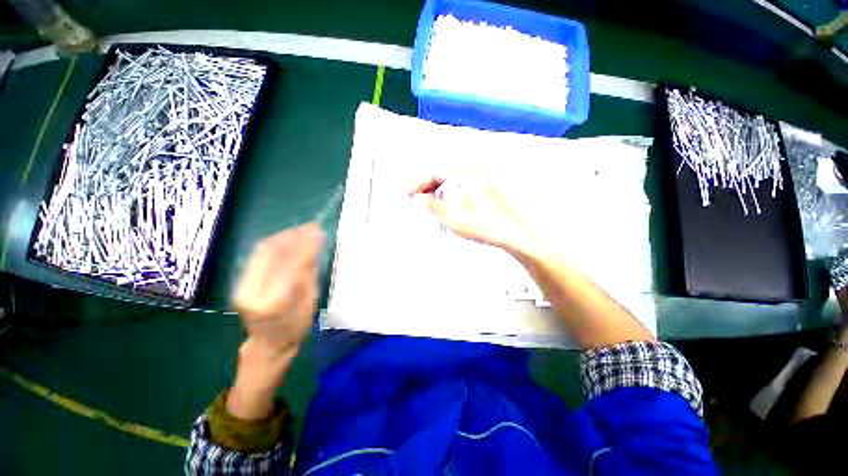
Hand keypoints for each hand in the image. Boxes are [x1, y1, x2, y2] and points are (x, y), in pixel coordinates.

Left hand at [228, 223, 323, 420]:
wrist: (269, 344)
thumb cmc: (296, 326)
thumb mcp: (310, 300)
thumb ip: (309, 271)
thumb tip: (316, 243)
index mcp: (275, 301)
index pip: (291, 264)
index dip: (305, 244)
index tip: (319, 230)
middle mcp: (252, 292)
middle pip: (271, 253)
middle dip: (293, 235)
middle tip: (312, 226)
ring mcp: (241, 287)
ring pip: (262, 251)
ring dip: (284, 237)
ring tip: (302, 230)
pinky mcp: (240, 283)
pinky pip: (258, 257)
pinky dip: (276, 244)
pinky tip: (289, 239)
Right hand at [410, 175, 537, 254]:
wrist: (515, 235)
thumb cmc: (489, 228)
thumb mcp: (455, 220)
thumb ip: (434, 205)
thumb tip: (422, 197)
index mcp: (470, 175)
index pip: (436, 171)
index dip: (419, 181)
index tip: (410, 192)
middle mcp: (477, 169)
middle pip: (443, 168)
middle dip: (426, 181)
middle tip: (416, 194)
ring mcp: (484, 174)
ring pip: (452, 172)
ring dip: (438, 183)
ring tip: (428, 198)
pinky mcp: (486, 181)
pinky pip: (461, 178)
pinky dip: (449, 186)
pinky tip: (445, 197)